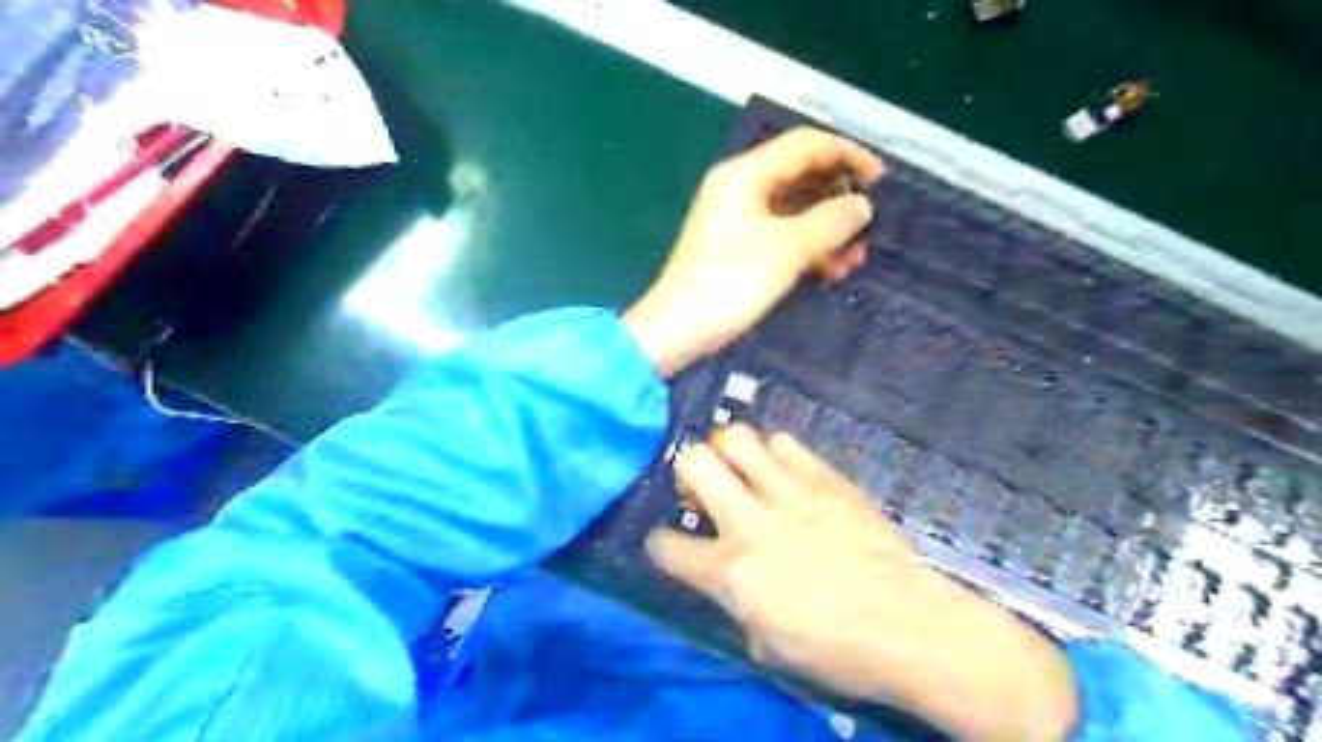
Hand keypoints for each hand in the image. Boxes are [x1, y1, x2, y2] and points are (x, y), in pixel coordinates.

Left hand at [625, 125, 881, 376]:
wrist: (677, 330)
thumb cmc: (730, 283)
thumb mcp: (787, 250)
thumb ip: (830, 222)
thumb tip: (862, 206)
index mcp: (745, 175)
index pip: (805, 145)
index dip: (847, 155)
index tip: (880, 180)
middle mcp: (740, 188)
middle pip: (800, 177)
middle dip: (838, 200)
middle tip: (868, 225)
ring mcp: (737, 219)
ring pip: (793, 211)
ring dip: (826, 231)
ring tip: (854, 260)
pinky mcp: (736, 248)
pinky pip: (780, 235)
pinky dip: (805, 249)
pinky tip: (829, 273)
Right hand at [648, 422, 1077, 741]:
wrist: (911, 625)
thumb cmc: (839, 650)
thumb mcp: (770, 643)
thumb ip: (735, 602)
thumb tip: (724, 580)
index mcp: (733, 574)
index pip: (667, 546)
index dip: (661, 545)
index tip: (671, 545)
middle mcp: (752, 523)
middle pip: (694, 462)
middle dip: (687, 470)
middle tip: (704, 487)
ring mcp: (790, 494)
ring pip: (737, 438)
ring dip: (729, 452)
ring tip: (742, 471)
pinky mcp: (826, 480)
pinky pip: (786, 444)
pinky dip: (775, 453)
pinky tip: (784, 473)